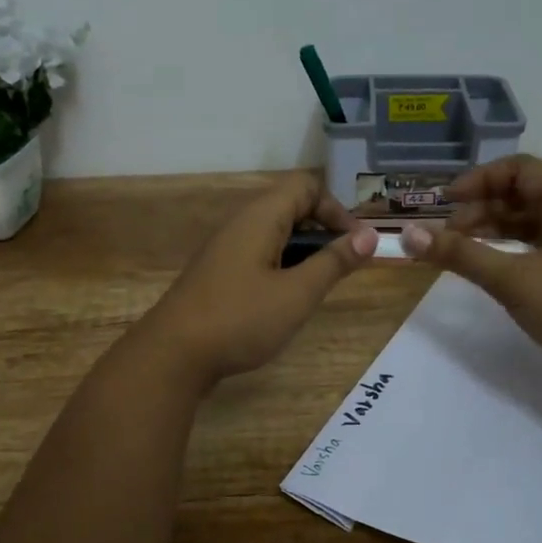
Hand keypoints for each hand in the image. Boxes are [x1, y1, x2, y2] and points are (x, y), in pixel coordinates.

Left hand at [139, 173, 377, 387]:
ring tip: (319, 286)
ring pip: (275, 234)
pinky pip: (259, 256)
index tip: (356, 244)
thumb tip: (369, 236)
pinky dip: (282, 267)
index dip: (337, 208)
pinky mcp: (219, 275)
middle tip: (343, 266)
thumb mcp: (297, 294)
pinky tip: (287, 300)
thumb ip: (333, 263)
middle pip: (290, 207)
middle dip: (323, 231)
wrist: (172, 355)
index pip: (306, 186)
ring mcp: (226, 250)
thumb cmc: (240, 319)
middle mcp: (241, 225)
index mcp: (260, 218)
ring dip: (303, 252)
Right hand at [399, 156, 541, 389]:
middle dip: (481, 207)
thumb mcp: (511, 278)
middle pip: (522, 195)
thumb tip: (408, 235)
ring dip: (491, 230)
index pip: (521, 170)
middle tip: (448, 233)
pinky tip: (484, 267)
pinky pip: (533, 249)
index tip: (447, 202)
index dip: (481, 179)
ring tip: (458, 249)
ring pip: (527, 224)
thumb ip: (460, 254)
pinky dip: (505, 252)